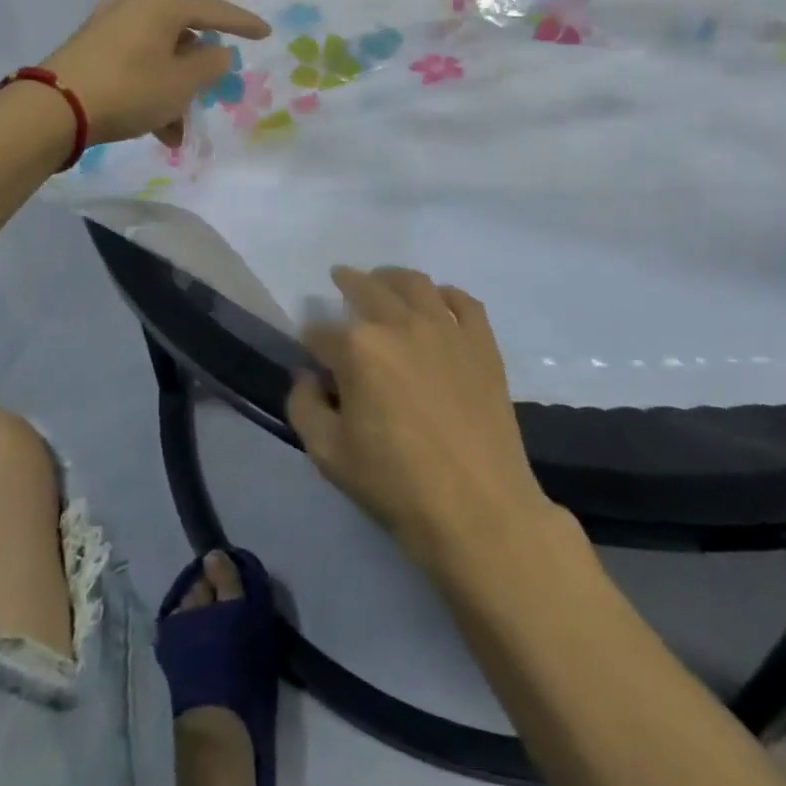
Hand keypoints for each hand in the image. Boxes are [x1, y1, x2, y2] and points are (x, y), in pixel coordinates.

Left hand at [40, 0, 269, 147]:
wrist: (54, 108)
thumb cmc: (130, 89)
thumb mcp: (182, 82)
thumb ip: (211, 64)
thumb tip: (217, 52)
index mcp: (162, 4)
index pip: (215, 10)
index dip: (243, 24)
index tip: (266, 33)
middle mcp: (135, 5)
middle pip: (184, 35)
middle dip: (198, 72)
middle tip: (211, 90)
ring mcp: (109, 25)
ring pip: (159, 56)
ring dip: (174, 91)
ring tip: (178, 130)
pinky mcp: (91, 48)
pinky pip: (136, 66)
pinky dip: (151, 91)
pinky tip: (156, 128)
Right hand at [286, 268, 559, 577]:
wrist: (478, 509)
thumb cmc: (396, 484)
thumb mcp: (329, 454)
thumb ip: (304, 406)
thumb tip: (308, 376)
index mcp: (358, 348)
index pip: (321, 332)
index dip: (311, 341)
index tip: (312, 352)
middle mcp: (400, 323)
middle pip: (366, 287)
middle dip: (347, 282)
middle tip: (340, 279)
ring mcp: (446, 328)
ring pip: (414, 283)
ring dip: (392, 277)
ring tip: (384, 279)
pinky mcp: (481, 342)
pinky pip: (463, 301)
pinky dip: (445, 294)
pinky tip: (438, 300)